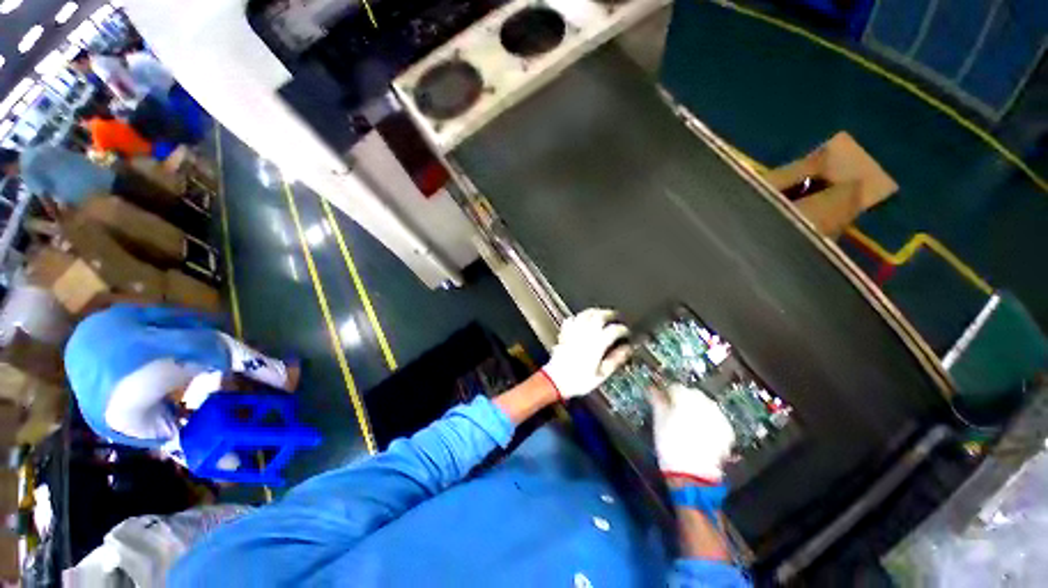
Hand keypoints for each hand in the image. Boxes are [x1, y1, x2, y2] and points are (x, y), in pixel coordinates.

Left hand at [541, 308, 629, 399]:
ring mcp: (574, 332)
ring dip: (594, 312)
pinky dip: (577, 317)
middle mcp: (585, 334)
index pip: (613, 330)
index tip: (626, 332)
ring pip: (585, 314)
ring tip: (600, 313)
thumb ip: (615, 360)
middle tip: (615, 316)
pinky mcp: (564, 334)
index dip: (622, 329)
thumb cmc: (578, 380)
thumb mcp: (601, 374)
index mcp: (597, 344)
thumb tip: (627, 350)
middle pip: (599, 316)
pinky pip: (571, 319)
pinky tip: (580, 319)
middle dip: (609, 314)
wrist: (555, 381)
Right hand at [653, 383, 735, 483]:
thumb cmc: (670, 443)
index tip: (663, 400)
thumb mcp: (658, 420)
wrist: (693, 474)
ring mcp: (718, 417)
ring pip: (706, 406)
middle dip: (685, 400)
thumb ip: (657, 400)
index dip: (668, 393)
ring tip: (689, 423)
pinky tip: (702, 432)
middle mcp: (704, 403)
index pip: (676, 387)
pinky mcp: (727, 431)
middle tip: (675, 412)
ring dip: (698, 410)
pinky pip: (716, 419)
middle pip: (693, 394)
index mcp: (685, 397)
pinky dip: (709, 422)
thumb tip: (652, 389)